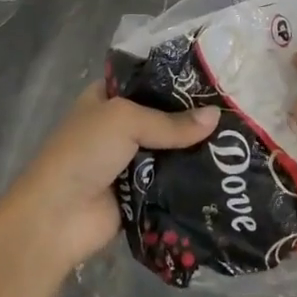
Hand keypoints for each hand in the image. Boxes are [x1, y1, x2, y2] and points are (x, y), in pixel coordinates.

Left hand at [0, 84, 219, 278]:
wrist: (57, 217)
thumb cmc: (84, 153)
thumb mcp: (125, 121)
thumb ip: (171, 122)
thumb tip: (216, 117)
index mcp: (107, 98)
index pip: (148, 81)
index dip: (178, 79)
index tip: (217, 79)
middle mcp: (119, 126)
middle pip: (164, 116)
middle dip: (194, 117)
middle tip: (237, 111)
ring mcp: (130, 161)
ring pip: (171, 150)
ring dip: (196, 149)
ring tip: (240, 142)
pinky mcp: (140, 192)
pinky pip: (171, 181)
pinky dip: (191, 179)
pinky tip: (225, 173)